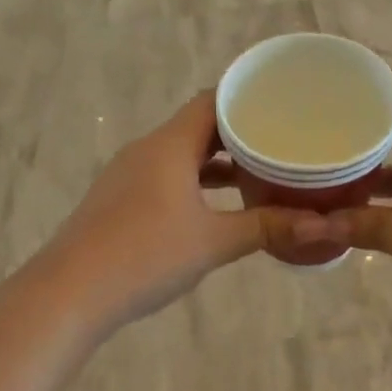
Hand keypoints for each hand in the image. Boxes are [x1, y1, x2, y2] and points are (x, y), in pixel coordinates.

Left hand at [43, 93, 334, 332]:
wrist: (70, 292)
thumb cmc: (145, 255)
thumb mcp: (213, 242)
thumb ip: (266, 228)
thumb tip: (322, 225)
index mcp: (169, 145)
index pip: (212, 101)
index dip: (247, 98)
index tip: (282, 103)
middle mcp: (147, 150)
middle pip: (198, 126)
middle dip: (238, 132)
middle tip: (281, 139)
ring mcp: (129, 175)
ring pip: (181, 154)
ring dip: (216, 160)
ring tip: (258, 170)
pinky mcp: (119, 200)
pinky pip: (166, 176)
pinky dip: (195, 181)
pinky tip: (216, 206)